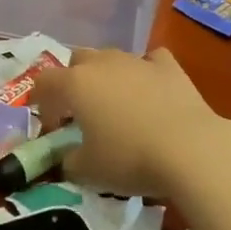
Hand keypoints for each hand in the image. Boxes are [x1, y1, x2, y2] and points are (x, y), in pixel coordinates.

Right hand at [32, 47, 230, 197]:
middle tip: (80, 111)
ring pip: (111, 58)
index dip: (40, 101)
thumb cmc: (130, 159)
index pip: (44, 81)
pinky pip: (149, 61)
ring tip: (116, 105)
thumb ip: (68, 161)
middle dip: (73, 81)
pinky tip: (150, 90)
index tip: (48, 124)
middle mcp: (102, 63)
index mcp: (75, 84)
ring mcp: (136, 60)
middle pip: (77, 60)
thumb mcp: (88, 171)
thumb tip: (67, 158)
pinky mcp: (168, 66)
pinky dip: (144, 72)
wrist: (190, 149)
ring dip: (107, 77)